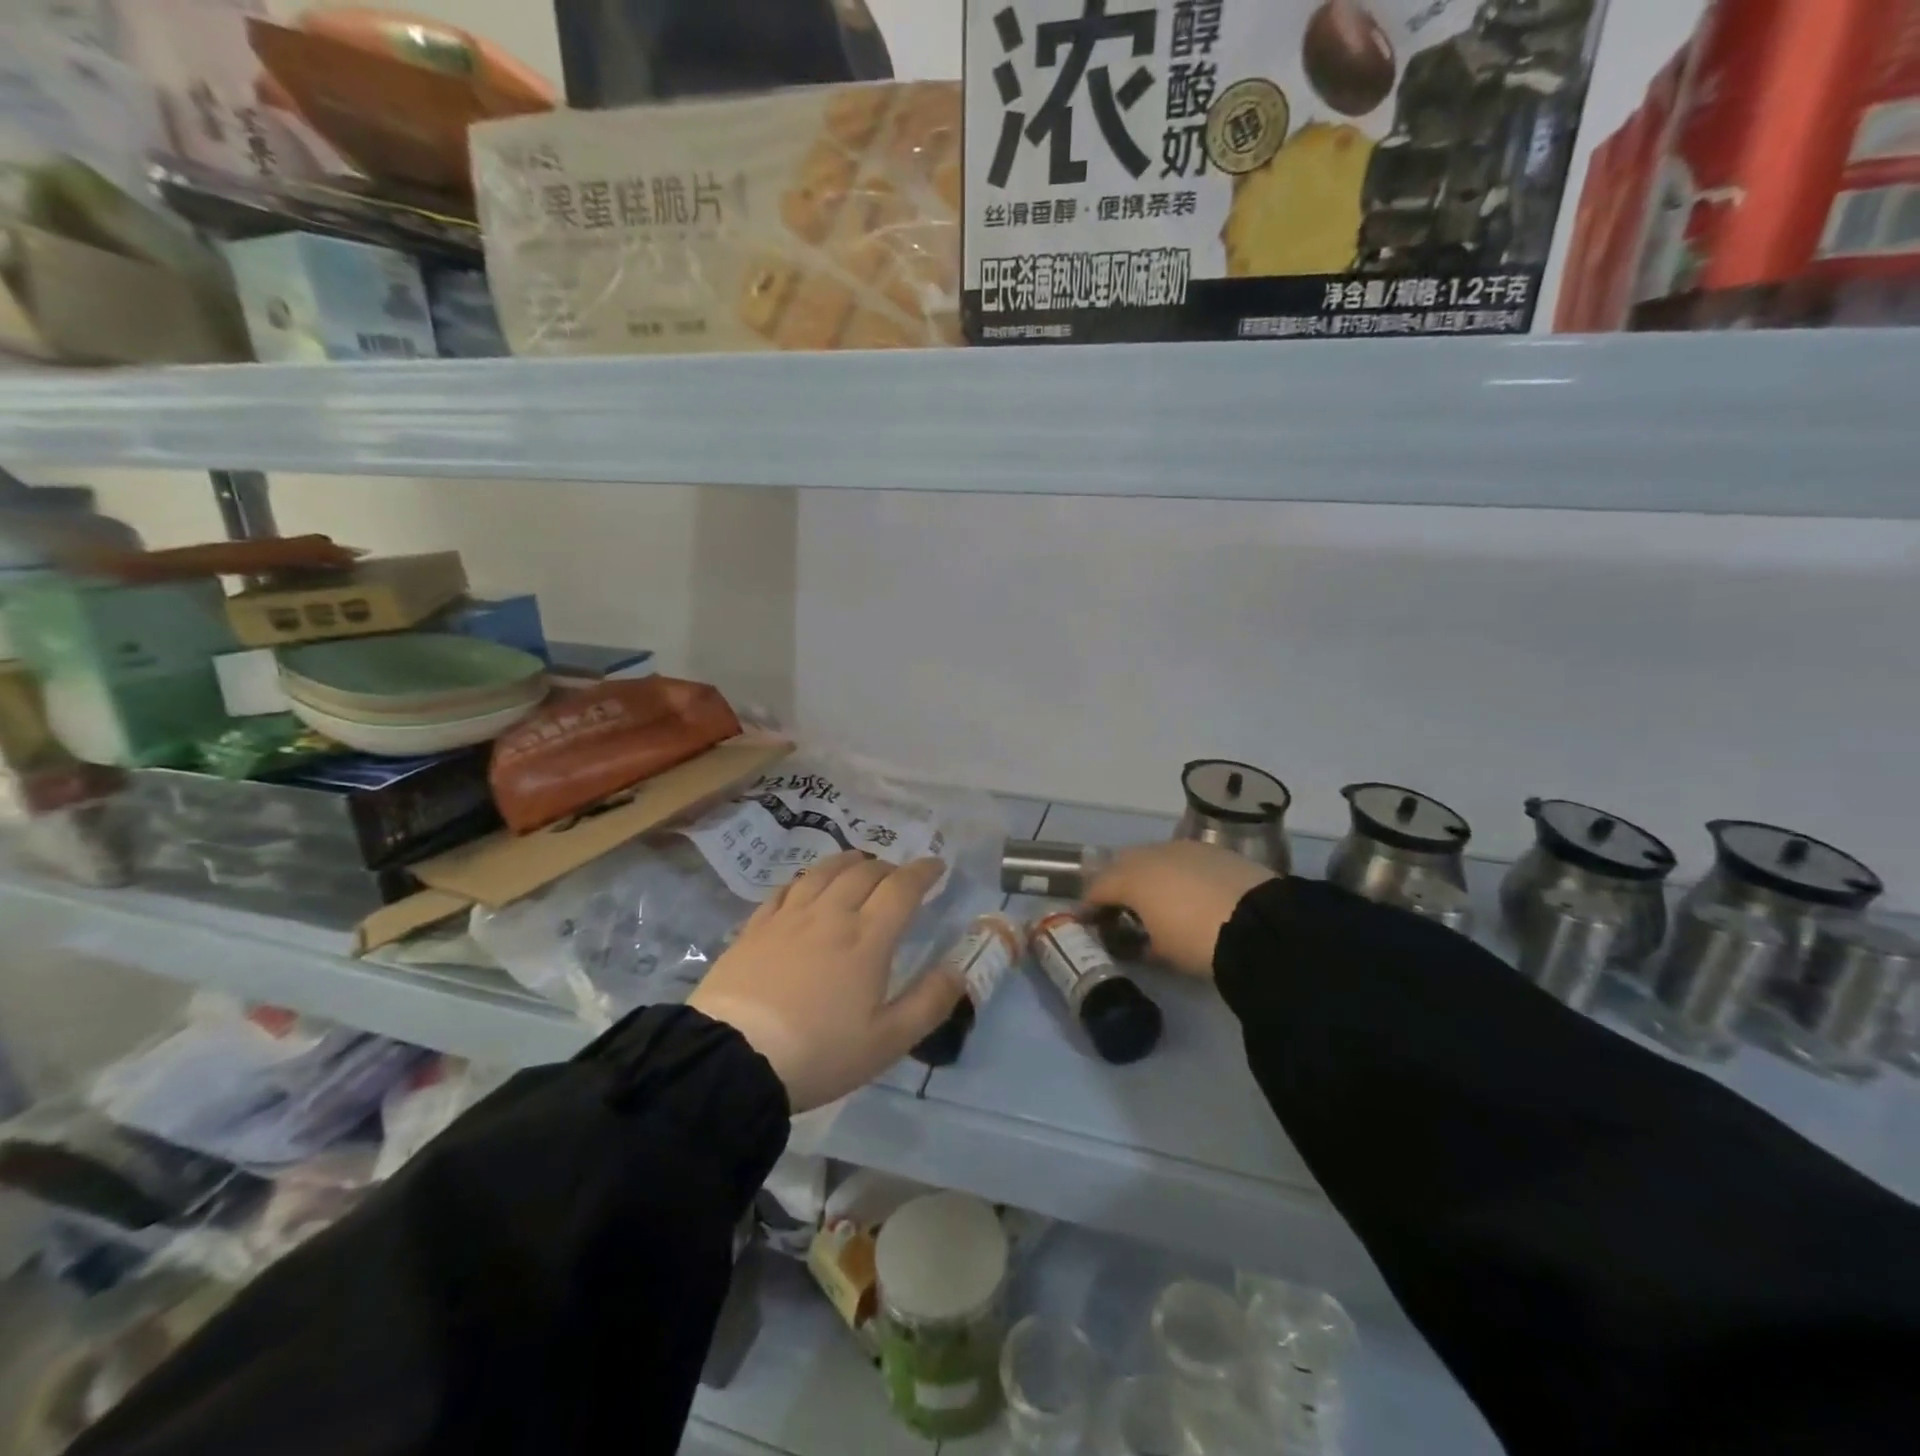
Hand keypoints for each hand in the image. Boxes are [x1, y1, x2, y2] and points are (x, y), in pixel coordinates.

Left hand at [687, 852, 962, 1112]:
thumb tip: (961, 968)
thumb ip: (930, 1002)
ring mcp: (789, 916)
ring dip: (848, 861)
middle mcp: (831, 914)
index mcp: (867, 938)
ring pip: (823, 871)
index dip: (923, 872)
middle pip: (864, 873)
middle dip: (888, 867)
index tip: (936, 866)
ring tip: (858, 863)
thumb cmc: (819, 1052)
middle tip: (899, 876)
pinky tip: (806, 885)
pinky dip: (806, 879)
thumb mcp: (887, 1041)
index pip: (902, 888)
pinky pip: (786, 888)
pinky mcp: (756, 927)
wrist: (733, 1058)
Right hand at [1082, 841, 1277, 976]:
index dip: (1089, 904)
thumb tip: (1137, 939)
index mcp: (1131, 878)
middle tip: (1118, 905)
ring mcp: (1184, 847)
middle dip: (1116, 882)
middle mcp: (1152, 854)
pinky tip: (1186, 889)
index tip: (1086, 919)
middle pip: (1122, 863)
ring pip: (1153, 855)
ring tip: (1154, 896)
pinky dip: (1175, 871)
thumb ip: (1140, 940)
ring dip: (1147, 873)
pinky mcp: (1214, 850)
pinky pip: (1182, 857)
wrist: (1262, 924)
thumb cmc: (1198, 942)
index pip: (1098, 887)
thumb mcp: (1162, 951)